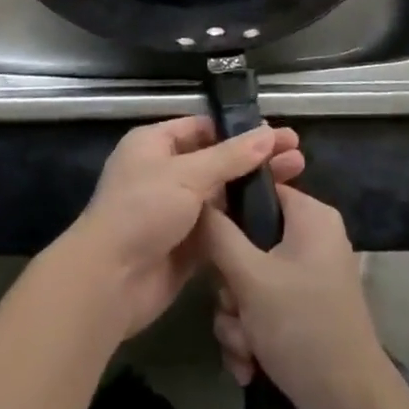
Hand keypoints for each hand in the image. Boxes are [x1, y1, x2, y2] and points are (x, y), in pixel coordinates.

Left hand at [63, 116, 303, 338]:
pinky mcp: (187, 245)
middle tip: (298, 156)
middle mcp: (165, 172)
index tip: (277, 133)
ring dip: (254, 189)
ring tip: (297, 180)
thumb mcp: (186, 175)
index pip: (203, 128)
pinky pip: (221, 227)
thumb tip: (267, 133)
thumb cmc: (142, 211)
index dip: (239, 130)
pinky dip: (244, 221)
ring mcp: (176, 210)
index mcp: (155, 144)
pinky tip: (277, 217)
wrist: (110, 281)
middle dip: (255, 158)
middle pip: (217, 160)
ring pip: (222, 194)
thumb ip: (230, 157)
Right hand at [203, 184, 403, 408]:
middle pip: (248, 243)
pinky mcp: (304, 315)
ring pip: (249, 283)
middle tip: (234, 307)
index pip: (259, 190)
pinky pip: (262, 311)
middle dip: (231, 287)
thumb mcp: (250, 277)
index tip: (208, 238)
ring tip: (244, 348)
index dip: (228, 211)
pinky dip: (251, 338)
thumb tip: (197, 198)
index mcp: (311, 217)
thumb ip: (218, 234)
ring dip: (236, 319)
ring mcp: (309, 280)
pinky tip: (250, 366)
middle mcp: (312, 241)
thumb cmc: (302, 327)